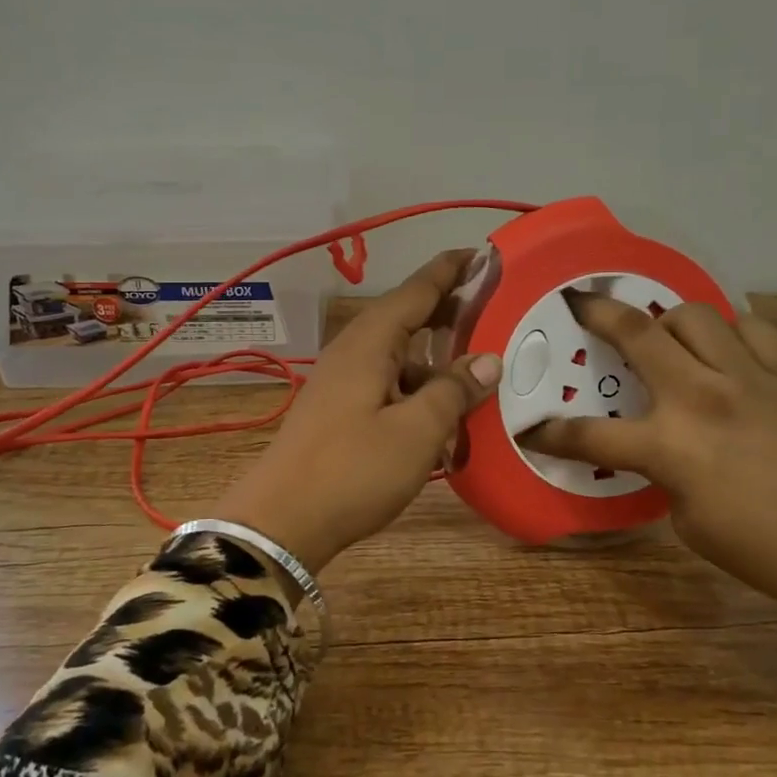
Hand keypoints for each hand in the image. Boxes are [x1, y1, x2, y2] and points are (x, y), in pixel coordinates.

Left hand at [214, 250, 501, 574]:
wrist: (282, 522)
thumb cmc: (353, 470)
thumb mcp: (416, 431)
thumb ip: (453, 391)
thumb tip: (488, 360)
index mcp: (370, 343)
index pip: (416, 290)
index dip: (450, 270)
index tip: (484, 254)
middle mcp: (353, 352)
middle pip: (406, 318)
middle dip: (448, 311)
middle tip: (494, 308)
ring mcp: (342, 382)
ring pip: (398, 355)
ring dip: (435, 358)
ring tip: (478, 368)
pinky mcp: (339, 411)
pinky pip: (387, 384)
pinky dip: (417, 389)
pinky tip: (442, 415)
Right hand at [521, 294, 776, 650]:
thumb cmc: (771, 554)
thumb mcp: (691, 522)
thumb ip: (664, 473)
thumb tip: (659, 446)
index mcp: (671, 447)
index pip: (589, 433)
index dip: (551, 433)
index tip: (531, 429)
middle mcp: (702, 396)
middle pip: (635, 331)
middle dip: (595, 312)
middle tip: (578, 303)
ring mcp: (750, 377)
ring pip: (694, 314)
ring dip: (668, 319)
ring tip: (664, 336)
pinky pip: (752, 328)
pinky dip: (730, 331)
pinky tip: (727, 349)